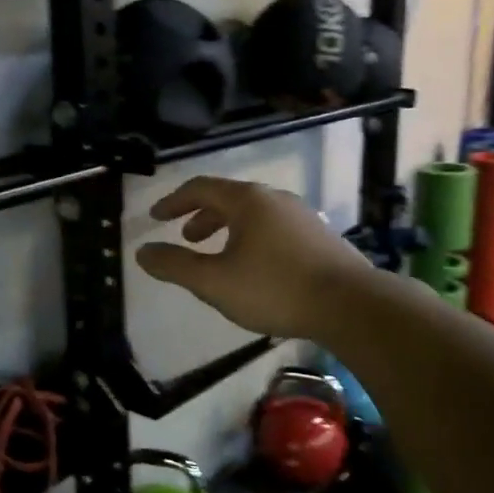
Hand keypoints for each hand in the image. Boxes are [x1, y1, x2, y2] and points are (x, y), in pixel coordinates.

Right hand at [134, 176, 374, 339]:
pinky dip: (252, 238)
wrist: (351, 304)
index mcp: (247, 200)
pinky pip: (275, 228)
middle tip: (186, 237)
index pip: (200, 188)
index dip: (174, 201)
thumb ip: (176, 265)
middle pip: (229, 198)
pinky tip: (257, 267)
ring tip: (219, 254)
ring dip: (228, 228)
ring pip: (254, 214)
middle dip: (202, 216)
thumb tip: (142, 252)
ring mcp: (302, 215)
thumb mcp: (215, 282)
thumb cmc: (275, 288)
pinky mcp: (320, 236)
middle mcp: (275, 198)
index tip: (156, 216)